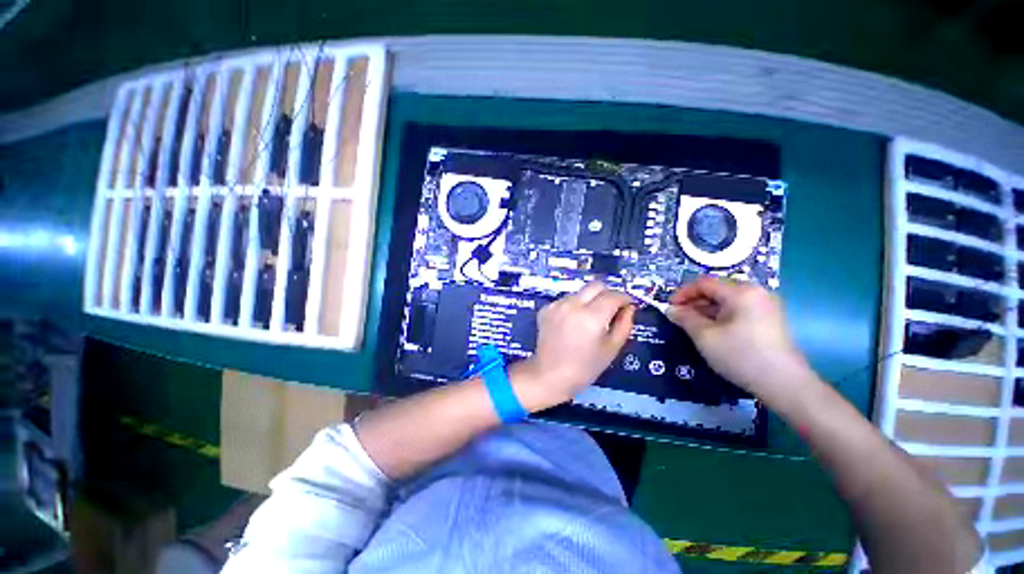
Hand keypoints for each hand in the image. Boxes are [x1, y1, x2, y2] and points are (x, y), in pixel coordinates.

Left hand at [512, 282, 635, 410]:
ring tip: (589, 319)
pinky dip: (574, 306)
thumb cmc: (585, 367)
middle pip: (596, 285)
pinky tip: (572, 323)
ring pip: (580, 292)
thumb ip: (624, 324)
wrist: (551, 375)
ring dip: (589, 300)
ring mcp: (556, 305)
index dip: (625, 298)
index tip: (628, 305)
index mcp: (591, 317)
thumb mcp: (611, 349)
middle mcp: (572, 305)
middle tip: (611, 308)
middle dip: (607, 293)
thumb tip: (629, 307)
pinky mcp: (546, 309)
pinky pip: (566, 300)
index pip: (613, 296)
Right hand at [665, 276, 809, 397]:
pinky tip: (713, 331)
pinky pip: (738, 310)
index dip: (682, 293)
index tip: (669, 308)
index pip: (704, 283)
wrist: (784, 384)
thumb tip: (671, 310)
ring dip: (706, 310)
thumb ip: (684, 318)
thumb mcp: (704, 336)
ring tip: (692, 326)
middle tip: (679, 318)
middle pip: (716, 290)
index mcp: (741, 292)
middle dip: (694, 302)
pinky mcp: (769, 319)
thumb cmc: (740, 355)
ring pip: (727, 301)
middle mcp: (756, 292)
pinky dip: (720, 316)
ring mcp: (765, 306)